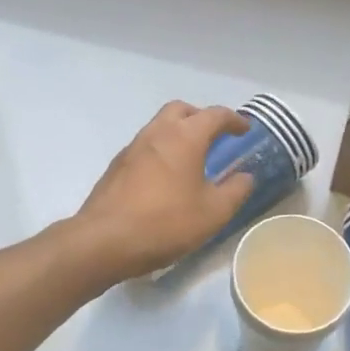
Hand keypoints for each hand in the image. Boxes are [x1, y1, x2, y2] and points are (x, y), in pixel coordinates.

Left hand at [68, 102, 255, 283]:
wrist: (103, 240)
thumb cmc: (165, 223)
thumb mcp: (213, 213)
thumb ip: (235, 191)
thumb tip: (246, 176)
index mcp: (185, 137)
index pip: (215, 115)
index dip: (234, 119)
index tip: (245, 129)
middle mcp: (158, 132)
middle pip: (182, 110)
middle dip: (201, 117)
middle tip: (214, 136)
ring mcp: (133, 147)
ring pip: (160, 125)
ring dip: (178, 132)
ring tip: (191, 158)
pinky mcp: (117, 165)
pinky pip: (145, 145)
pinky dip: (161, 150)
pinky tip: (165, 177)